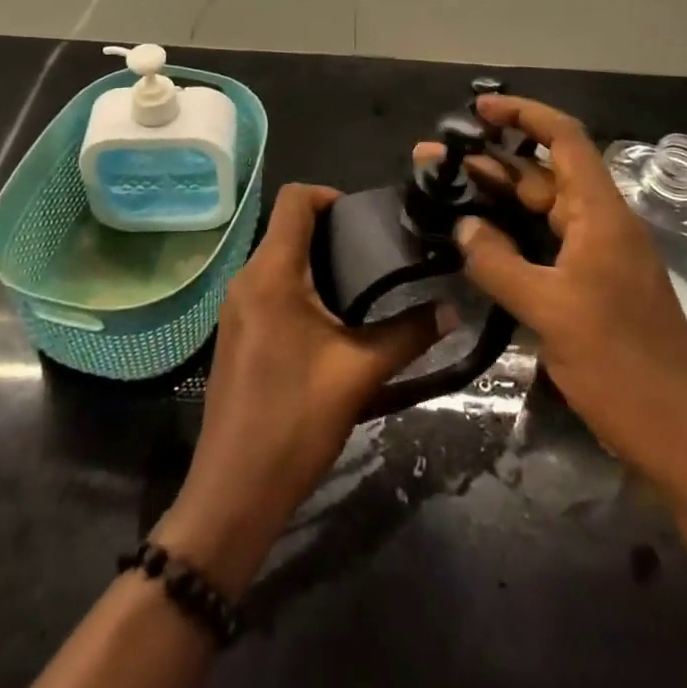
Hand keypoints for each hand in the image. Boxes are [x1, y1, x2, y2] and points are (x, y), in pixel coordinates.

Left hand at [156, 183, 453, 595]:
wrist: (233, 492)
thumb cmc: (295, 420)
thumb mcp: (360, 373)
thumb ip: (409, 334)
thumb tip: (453, 309)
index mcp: (271, 272)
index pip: (293, 199)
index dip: (329, 195)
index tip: (365, 219)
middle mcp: (246, 278)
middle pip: (286, 227)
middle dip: (330, 232)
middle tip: (375, 253)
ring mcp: (235, 307)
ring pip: (277, 259)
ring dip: (315, 262)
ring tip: (360, 285)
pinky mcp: (234, 332)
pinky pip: (268, 287)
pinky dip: (298, 287)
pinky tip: (329, 321)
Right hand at [417, 95, 686, 465]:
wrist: (682, 438)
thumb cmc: (621, 367)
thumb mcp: (551, 312)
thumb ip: (499, 262)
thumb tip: (463, 226)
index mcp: (601, 214)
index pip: (564, 139)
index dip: (523, 115)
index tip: (478, 110)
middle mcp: (600, 223)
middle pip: (543, 173)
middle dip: (490, 160)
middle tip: (434, 160)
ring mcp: (597, 255)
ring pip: (540, 210)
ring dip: (496, 198)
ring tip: (442, 191)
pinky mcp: (591, 285)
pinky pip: (544, 243)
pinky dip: (510, 235)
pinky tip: (476, 240)